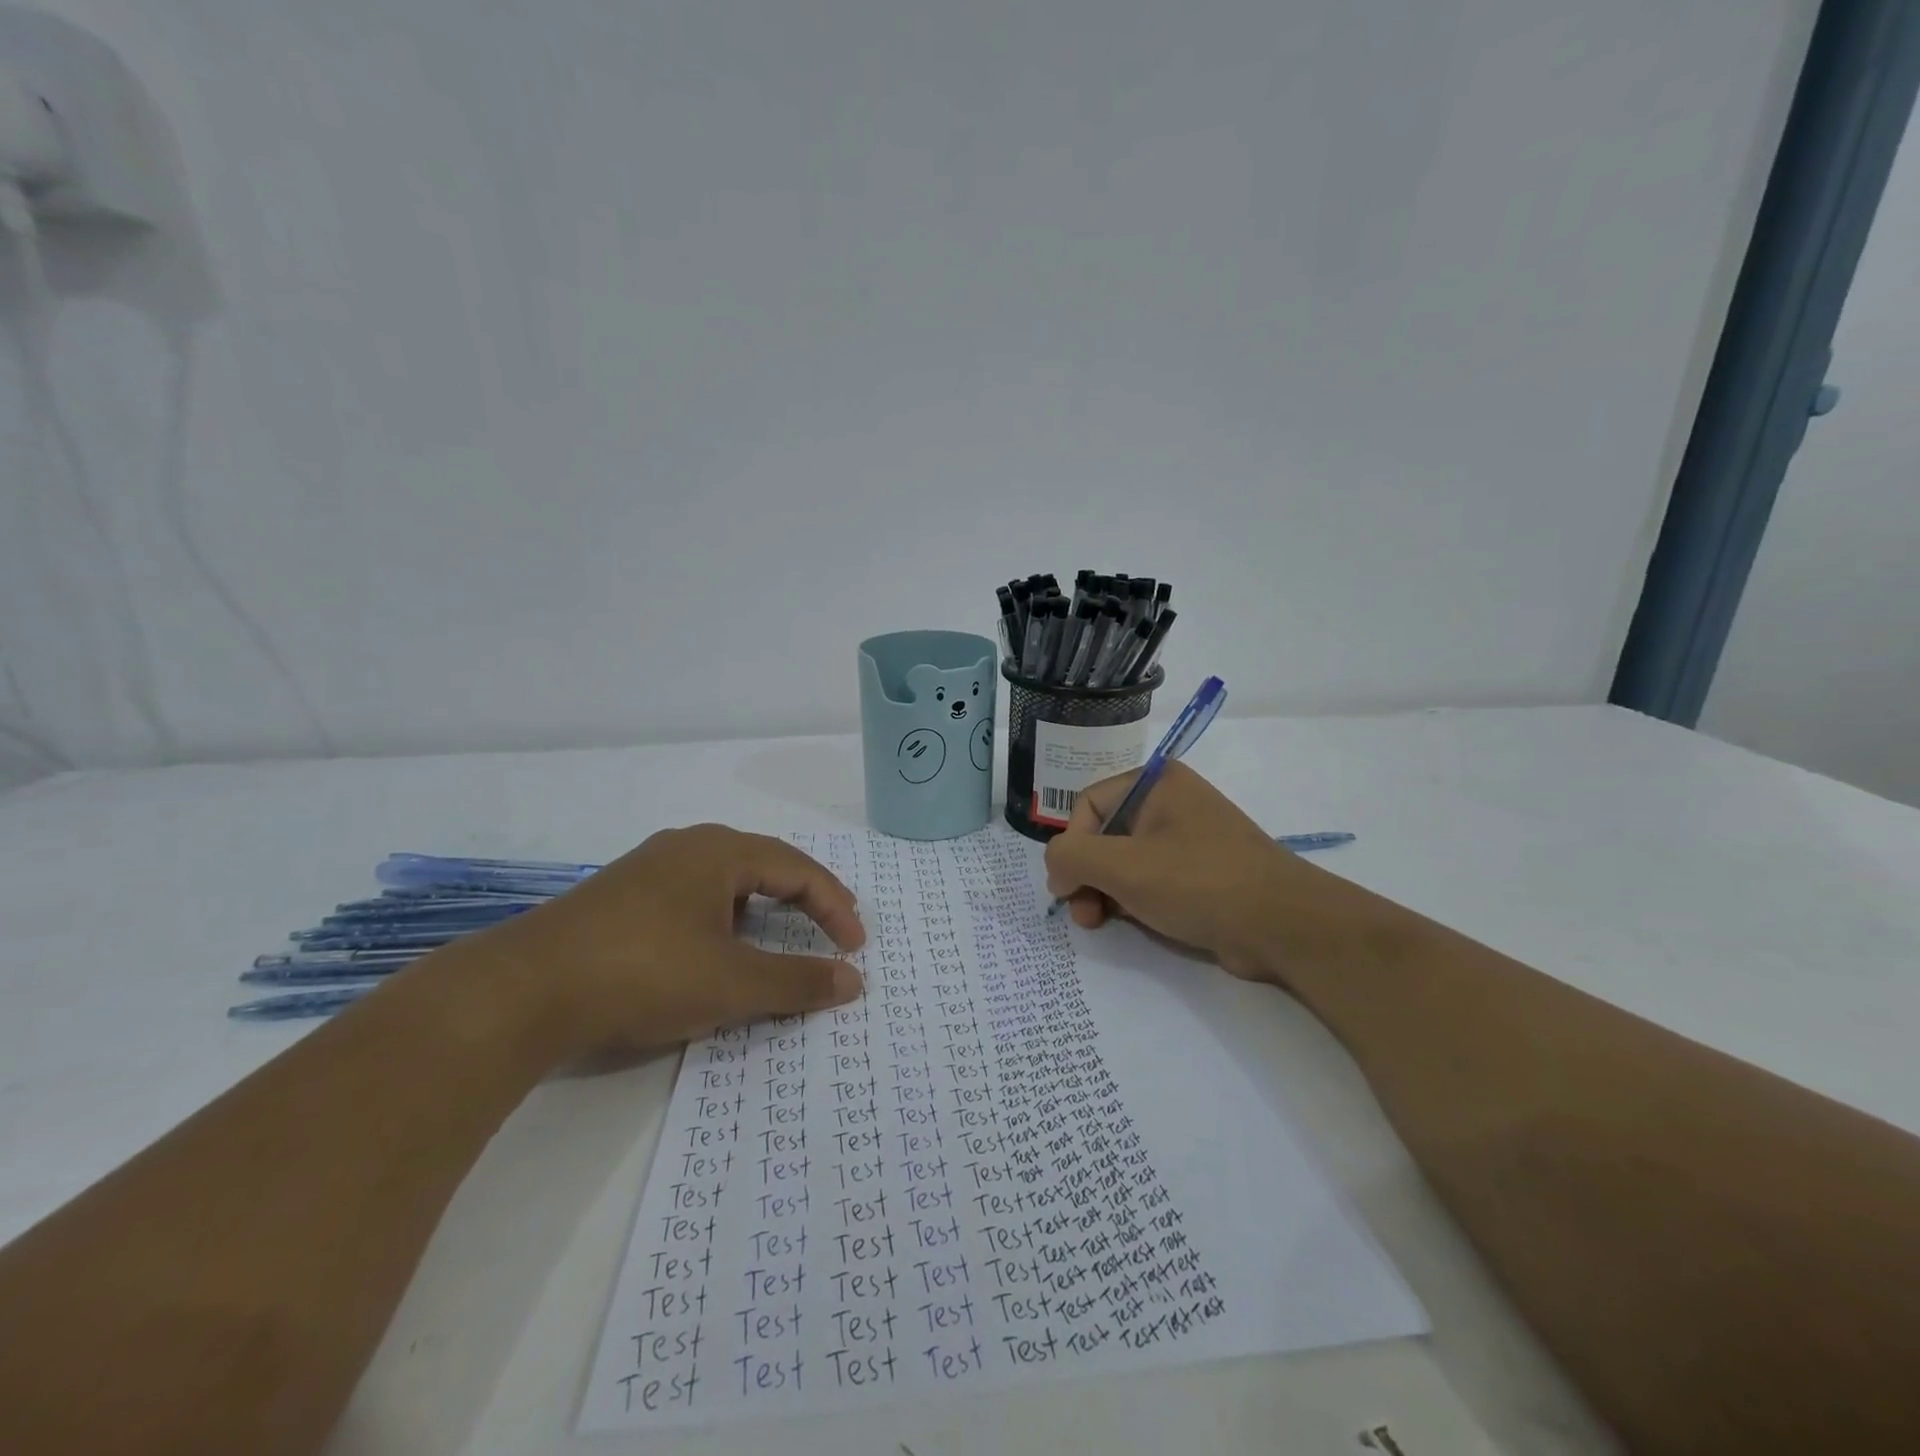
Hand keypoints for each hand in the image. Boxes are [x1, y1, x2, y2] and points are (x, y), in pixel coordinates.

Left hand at [478, 824, 865, 1058]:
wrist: (521, 992)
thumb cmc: (643, 973)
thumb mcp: (731, 983)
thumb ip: (797, 982)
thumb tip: (854, 982)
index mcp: (721, 851)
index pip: (799, 870)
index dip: (836, 907)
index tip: (855, 949)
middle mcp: (688, 846)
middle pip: (765, 866)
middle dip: (804, 900)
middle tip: (831, 932)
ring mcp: (649, 869)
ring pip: (726, 882)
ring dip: (762, 910)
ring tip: (776, 941)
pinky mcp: (621, 897)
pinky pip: (693, 897)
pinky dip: (722, 920)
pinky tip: (712, 950)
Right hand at [1042, 762, 1344, 984]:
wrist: (1284, 926)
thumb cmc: (1199, 882)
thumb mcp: (1123, 867)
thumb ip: (1071, 857)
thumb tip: (1059, 869)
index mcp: (1155, 782)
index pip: (1087, 806)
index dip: (1071, 848)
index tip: (1069, 889)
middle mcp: (1170, 802)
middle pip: (1103, 834)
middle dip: (1087, 876)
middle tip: (1084, 915)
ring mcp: (1187, 838)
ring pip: (1124, 861)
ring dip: (1105, 892)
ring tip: (1101, 923)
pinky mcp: (1200, 873)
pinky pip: (1150, 879)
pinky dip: (1133, 900)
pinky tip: (1133, 923)